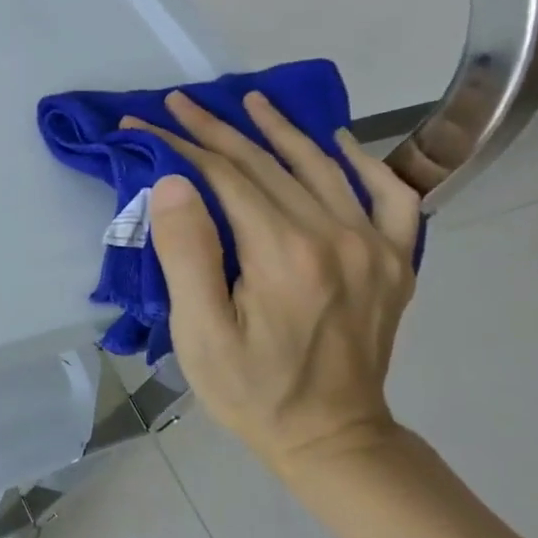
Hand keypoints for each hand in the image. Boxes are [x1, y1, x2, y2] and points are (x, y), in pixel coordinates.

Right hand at [125, 91, 421, 479]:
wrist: (330, 437)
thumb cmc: (250, 388)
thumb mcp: (199, 331)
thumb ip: (188, 253)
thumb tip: (174, 181)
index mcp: (285, 254)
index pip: (225, 177)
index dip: (179, 146)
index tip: (141, 126)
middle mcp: (337, 237)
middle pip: (267, 165)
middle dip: (215, 129)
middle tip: (177, 103)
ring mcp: (375, 246)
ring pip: (322, 168)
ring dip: (281, 130)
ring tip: (248, 101)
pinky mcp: (395, 261)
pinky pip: (390, 196)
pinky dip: (363, 162)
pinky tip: (338, 143)